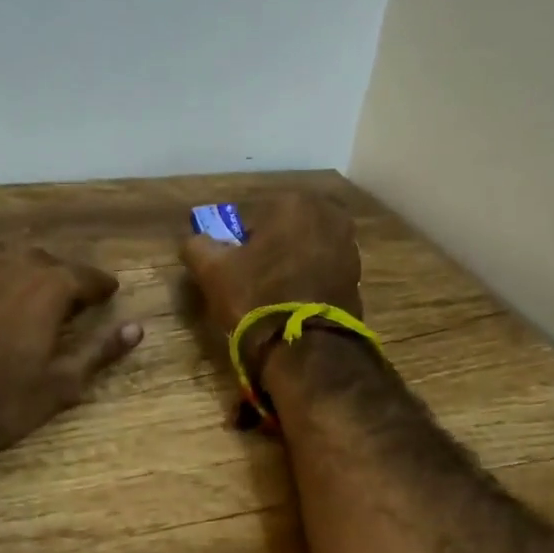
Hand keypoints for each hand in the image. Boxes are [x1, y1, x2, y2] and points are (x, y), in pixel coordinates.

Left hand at [0, 240, 142, 453]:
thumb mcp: (58, 385)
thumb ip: (99, 352)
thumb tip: (136, 328)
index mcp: (50, 286)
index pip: (87, 277)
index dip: (100, 287)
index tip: (109, 293)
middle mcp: (12, 263)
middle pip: (47, 261)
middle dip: (63, 278)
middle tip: (70, 298)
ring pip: (8, 257)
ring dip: (23, 271)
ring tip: (27, 290)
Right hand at [180, 193, 361, 381]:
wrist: (306, 348)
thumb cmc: (257, 297)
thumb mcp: (212, 270)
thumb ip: (197, 245)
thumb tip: (196, 242)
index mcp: (294, 203)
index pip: (254, 218)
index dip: (239, 244)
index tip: (233, 268)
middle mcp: (329, 216)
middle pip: (284, 232)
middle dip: (269, 251)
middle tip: (251, 281)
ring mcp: (349, 247)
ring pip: (304, 251)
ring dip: (289, 266)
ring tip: (272, 296)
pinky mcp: (358, 278)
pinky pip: (321, 273)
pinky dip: (307, 283)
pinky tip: (293, 305)